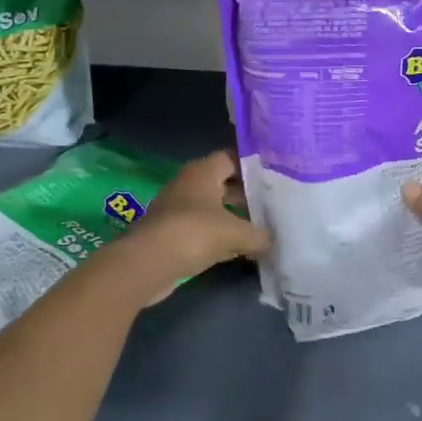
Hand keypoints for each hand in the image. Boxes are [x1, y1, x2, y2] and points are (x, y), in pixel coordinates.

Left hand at [114, 150, 269, 306]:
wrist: (146, 263)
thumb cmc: (194, 233)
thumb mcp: (236, 233)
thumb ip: (259, 236)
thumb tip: (274, 242)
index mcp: (204, 171)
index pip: (232, 157)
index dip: (253, 166)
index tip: (274, 176)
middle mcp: (189, 183)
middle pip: (223, 183)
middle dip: (246, 194)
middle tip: (272, 204)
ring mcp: (177, 208)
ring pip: (212, 207)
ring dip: (232, 216)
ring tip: (260, 227)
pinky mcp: (171, 233)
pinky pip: (201, 228)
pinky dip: (218, 236)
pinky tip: (238, 249)